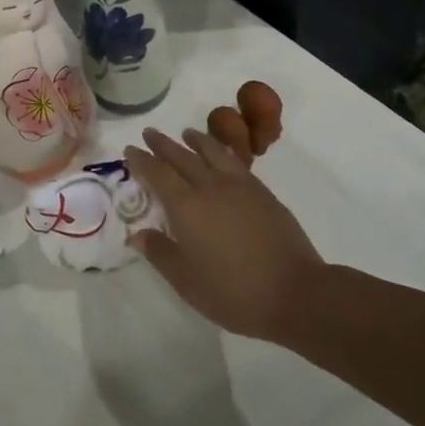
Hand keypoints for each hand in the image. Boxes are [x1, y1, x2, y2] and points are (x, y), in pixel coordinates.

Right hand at [125, 128, 324, 342]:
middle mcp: (209, 186)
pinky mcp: (262, 192)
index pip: (157, 174)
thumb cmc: (234, 292)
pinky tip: (221, 154)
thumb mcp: (187, 281)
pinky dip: (221, 150)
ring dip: (195, 140)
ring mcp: (238, 186)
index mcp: (186, 206)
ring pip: (211, 152)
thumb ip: (160, 253)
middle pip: (181, 157)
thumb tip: (137, 234)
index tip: (130, 149)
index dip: (141, 160)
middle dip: (162, 144)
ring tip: (186, 133)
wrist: (295, 292)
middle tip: (149, 133)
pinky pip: (234, 161)